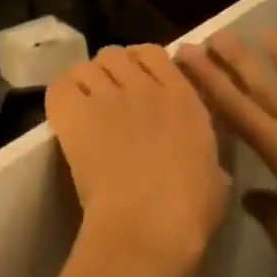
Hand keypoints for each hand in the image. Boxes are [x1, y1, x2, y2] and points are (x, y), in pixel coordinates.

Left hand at [46, 45, 231, 276]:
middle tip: (108, 99)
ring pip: (87, 67)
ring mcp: (108, 98)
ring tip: (84, 108)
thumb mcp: (216, 178)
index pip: (155, 53)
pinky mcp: (75, 116)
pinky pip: (60, 86)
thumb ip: (208, 158)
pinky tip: (65, 116)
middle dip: (110, 72)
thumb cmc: (190, 209)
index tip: (138, 84)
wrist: (148, 223)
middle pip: (116, 54)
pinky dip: (61, 96)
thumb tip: (206, 166)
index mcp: (183, 98)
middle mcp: (144, 88)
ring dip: (85, 83)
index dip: (142, 64)